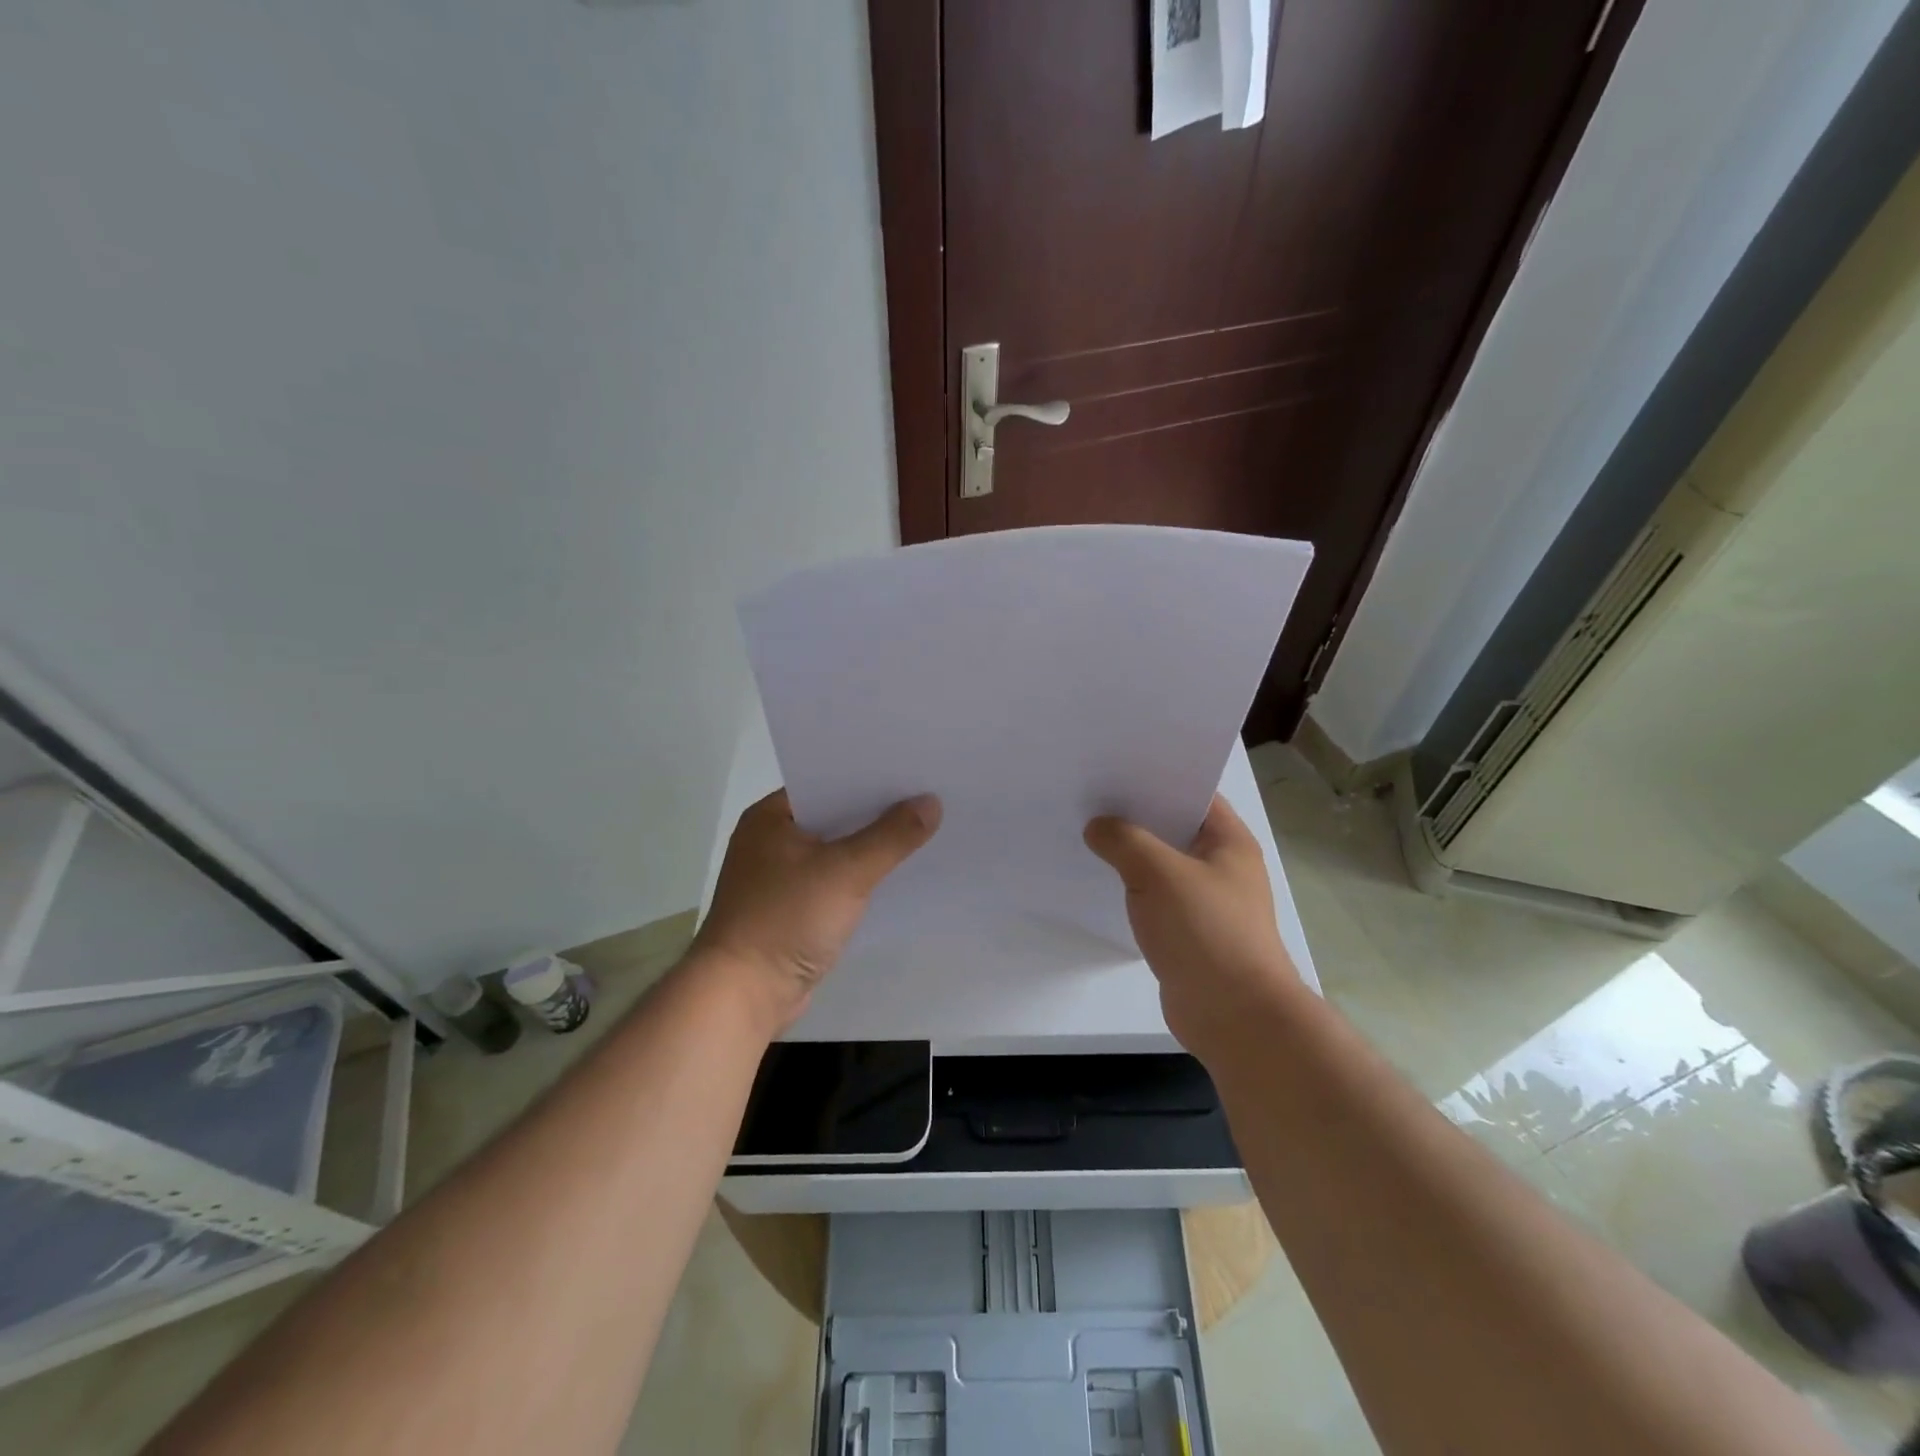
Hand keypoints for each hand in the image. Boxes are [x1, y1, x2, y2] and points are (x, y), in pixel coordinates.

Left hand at [691, 789, 940, 1035]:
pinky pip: (835, 881)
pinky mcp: (792, 909)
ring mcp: (780, 877)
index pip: (827, 781)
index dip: (870, 776)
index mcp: (770, 817)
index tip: (913, 771)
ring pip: (837, 850)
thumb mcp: (846, 871)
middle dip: (877, 812)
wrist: (744, 995)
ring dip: (871, 847)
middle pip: (835, 816)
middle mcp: (771, 840)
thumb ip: (891, 836)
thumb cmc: (786, 919)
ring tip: (923, 831)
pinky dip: (861, 878)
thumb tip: (931, 802)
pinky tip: (897, 875)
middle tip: (928, 797)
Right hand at [1085, 795, 1304, 1060]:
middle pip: (1174, 828)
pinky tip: (1103, 882)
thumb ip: (1123, 841)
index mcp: (1229, 841)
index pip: (1193, 793)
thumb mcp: (1158, 873)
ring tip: (1088, 834)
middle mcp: (1223, 866)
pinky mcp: (1191, 933)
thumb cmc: (1206, 931)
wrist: (1235, 1016)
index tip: (1114, 769)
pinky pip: (1157, 898)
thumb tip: (1098, 827)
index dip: (1156, 778)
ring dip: (1131, 855)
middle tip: (1090, 798)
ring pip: (1163, 865)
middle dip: (1136, 815)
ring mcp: (1208, 901)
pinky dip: (1134, 889)